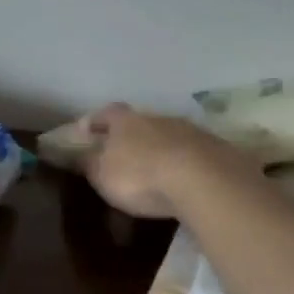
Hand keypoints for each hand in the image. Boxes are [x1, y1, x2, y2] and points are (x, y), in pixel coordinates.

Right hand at [74, 103, 258, 219]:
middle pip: (139, 123)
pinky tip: (182, 179)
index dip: (94, 121)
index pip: (105, 113)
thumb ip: (89, 163)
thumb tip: (79, 154)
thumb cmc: (140, 176)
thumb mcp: (103, 175)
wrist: (202, 180)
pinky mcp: (214, 148)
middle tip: (123, 154)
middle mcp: (157, 118)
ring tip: (155, 171)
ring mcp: (189, 131)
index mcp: (126, 121)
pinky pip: (191, 153)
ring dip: (160, 149)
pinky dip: (183, 162)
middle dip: (131, 137)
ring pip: (168, 136)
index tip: (85, 131)